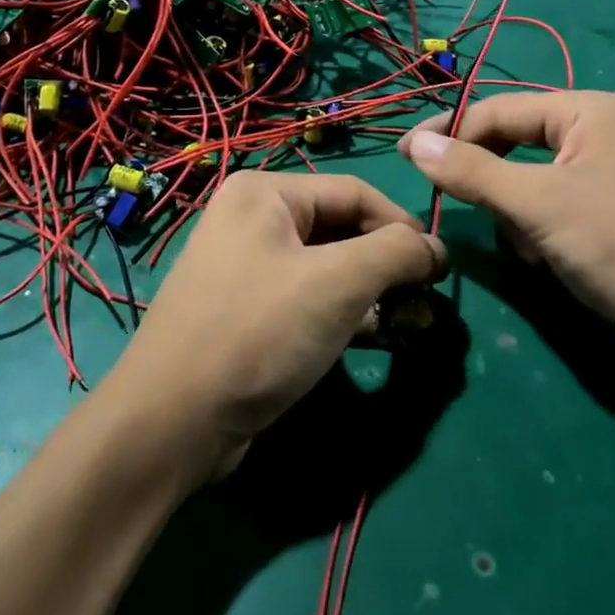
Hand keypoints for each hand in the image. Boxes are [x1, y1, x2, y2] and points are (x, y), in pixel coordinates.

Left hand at [100, 170, 445, 478]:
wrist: (173, 421)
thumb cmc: (259, 332)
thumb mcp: (338, 283)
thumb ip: (396, 253)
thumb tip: (435, 249)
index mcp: (265, 193)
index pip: (356, 192)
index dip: (404, 226)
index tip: (441, 269)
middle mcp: (252, 220)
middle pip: (341, 229)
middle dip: (386, 264)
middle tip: (423, 301)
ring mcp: (245, 268)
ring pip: (327, 268)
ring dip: (368, 292)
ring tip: (404, 322)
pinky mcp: (246, 312)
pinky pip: (306, 299)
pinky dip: (341, 314)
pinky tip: (369, 338)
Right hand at [399, 92, 614, 367]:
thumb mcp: (537, 206)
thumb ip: (471, 171)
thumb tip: (412, 143)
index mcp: (590, 108)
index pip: (498, 109)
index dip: (450, 134)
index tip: (407, 161)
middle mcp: (603, 126)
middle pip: (517, 141)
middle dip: (493, 183)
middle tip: (472, 214)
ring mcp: (614, 165)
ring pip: (533, 176)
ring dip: (516, 212)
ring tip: (527, 249)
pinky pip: (557, 200)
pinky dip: (541, 226)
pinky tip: (548, 259)